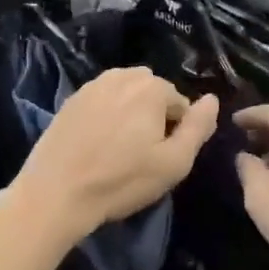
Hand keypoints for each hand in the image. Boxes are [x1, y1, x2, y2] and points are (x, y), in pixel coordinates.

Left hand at [10, 69, 217, 246]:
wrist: (56, 193)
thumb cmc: (122, 180)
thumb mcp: (174, 162)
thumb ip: (198, 127)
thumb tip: (212, 99)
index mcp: (152, 87)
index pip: (181, 105)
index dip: (177, 133)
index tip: (161, 159)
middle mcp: (122, 76)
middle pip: (153, 94)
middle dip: (154, 117)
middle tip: (142, 155)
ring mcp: (92, 85)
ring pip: (126, 95)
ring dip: (130, 114)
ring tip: (119, 150)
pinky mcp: (70, 100)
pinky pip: (102, 102)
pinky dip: (106, 117)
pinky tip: (97, 145)